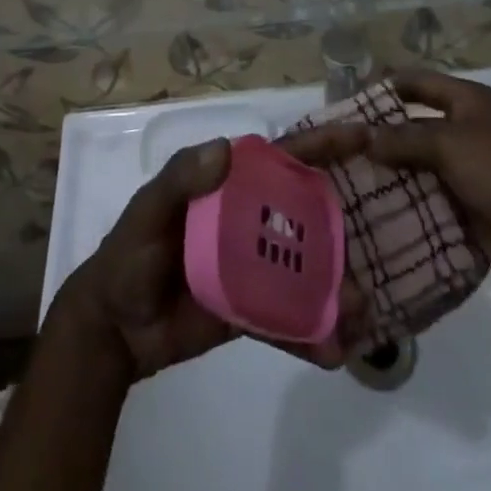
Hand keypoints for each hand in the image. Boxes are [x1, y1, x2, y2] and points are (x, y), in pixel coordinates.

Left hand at [54, 125, 371, 381]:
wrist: (114, 328)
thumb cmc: (131, 253)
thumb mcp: (148, 210)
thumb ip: (180, 180)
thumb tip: (224, 149)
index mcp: (233, 185)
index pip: (284, 156)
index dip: (323, 143)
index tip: (365, 137)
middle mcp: (252, 218)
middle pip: (308, 215)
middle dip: (343, 229)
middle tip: (376, 250)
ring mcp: (256, 265)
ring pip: (308, 269)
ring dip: (336, 286)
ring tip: (359, 311)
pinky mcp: (253, 309)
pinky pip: (290, 319)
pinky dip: (312, 334)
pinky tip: (334, 353)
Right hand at [367, 69, 490, 302]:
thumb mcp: (450, 144)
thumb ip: (404, 138)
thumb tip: (363, 136)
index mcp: (467, 101)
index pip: (417, 81)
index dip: (385, 86)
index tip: (348, 100)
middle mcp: (465, 129)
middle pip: (414, 123)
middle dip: (381, 133)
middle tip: (340, 145)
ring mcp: (466, 169)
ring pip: (417, 163)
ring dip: (390, 170)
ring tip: (347, 177)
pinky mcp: (466, 205)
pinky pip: (427, 196)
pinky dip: (405, 200)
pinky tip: (372, 208)